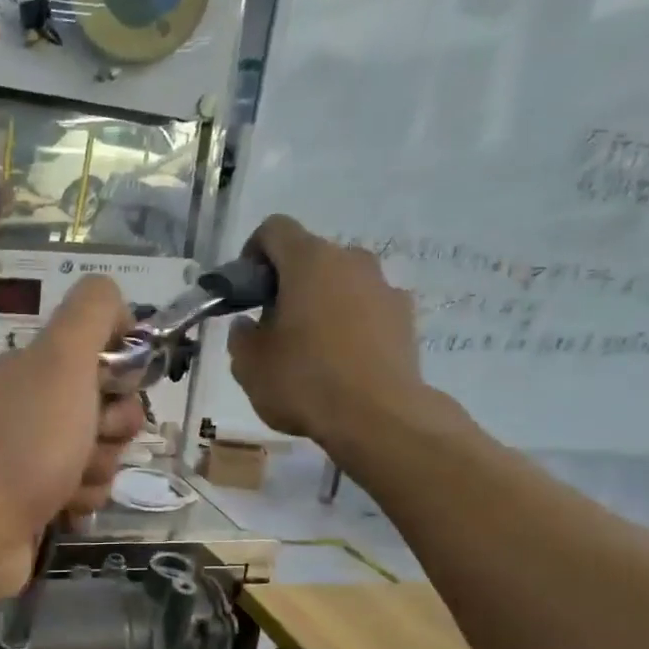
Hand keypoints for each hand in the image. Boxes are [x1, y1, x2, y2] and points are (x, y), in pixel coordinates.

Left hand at [0, 275, 144, 590]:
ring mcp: (33, 454)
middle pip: (109, 406)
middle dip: (115, 427)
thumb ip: (92, 312)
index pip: (103, 351)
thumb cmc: (27, 441)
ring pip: (103, 452)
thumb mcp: (63, 358)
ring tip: (68, 482)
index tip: (117, 385)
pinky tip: (62, 509)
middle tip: (92, 439)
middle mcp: (33, 405)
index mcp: (35, 366)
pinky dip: (82, 500)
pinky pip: (86, 491)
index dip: (121, 369)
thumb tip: (116, 306)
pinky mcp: (38, 498)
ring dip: (99, 469)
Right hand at [226, 216, 440, 453]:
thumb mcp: (249, 364)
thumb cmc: (304, 382)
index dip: (253, 254)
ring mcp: (385, 287)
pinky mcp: (406, 317)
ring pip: (341, 283)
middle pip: (311, 257)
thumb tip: (249, 325)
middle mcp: (352, 261)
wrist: (379, 418)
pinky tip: (341, 362)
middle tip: (273, 326)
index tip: (246, 291)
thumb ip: (242, 336)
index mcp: (310, 261)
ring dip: (321, 303)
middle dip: (288, 284)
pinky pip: (367, 308)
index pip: (274, 229)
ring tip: (309, 348)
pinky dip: (350, 324)